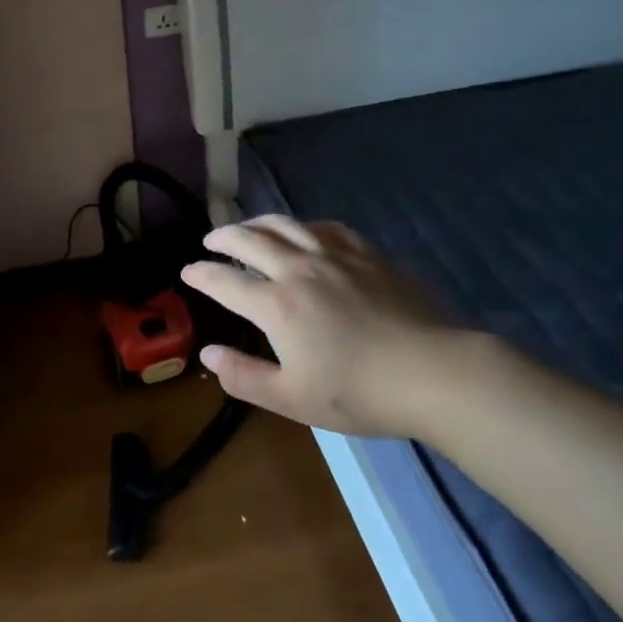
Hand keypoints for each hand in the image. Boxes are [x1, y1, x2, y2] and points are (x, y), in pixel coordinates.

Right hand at [180, 215, 470, 437]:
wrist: (435, 373)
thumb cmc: (360, 392)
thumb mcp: (293, 398)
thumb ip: (244, 376)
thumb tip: (208, 354)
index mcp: (276, 304)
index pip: (225, 281)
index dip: (201, 275)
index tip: (188, 272)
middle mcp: (298, 269)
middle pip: (249, 239)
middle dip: (222, 237)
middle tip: (210, 240)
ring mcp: (334, 256)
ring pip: (285, 224)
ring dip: (257, 223)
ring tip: (248, 228)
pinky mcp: (366, 253)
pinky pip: (325, 227)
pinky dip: (303, 226)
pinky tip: (304, 233)